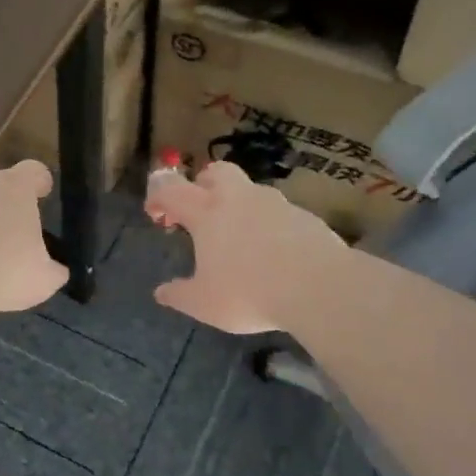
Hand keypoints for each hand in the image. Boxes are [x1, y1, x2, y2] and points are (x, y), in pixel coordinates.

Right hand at [146, 161, 342, 332]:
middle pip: (216, 171)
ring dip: (238, 203)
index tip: (156, 214)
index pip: (172, 190)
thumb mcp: (204, 304)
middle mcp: (238, 199)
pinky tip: (273, 251)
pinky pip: (278, 211)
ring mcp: (275, 203)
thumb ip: (179, 295)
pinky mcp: (304, 216)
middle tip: (200, 210)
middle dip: (202, 183)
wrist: (320, 287)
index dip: (158, 197)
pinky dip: (268, 223)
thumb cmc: (250, 293)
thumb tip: (161, 292)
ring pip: (250, 189)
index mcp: (207, 213)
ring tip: (239, 237)